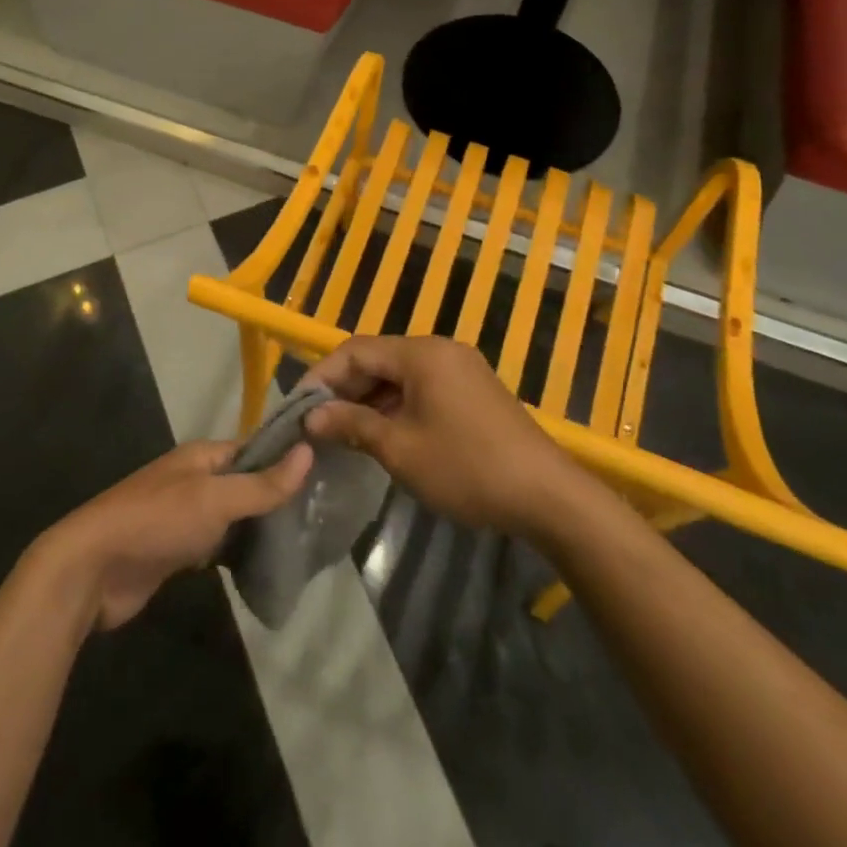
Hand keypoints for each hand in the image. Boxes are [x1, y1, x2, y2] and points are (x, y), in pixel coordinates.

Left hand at [36, 440, 311, 630]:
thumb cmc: (156, 522)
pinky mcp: (177, 551)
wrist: (93, 569)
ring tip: (305, 542)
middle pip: (244, 484)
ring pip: (232, 517)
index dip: (286, 459)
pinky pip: (217, 545)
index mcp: (201, 456)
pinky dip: (238, 553)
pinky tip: (266, 567)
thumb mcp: (214, 499)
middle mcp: (194, 480)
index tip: (326, 473)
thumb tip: (308, 451)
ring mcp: (184, 516)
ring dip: (259, 528)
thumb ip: (261, 483)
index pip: (253, 449)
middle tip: (322, 516)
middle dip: (277, 498)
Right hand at [302, 336, 574, 538]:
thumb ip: (352, 425)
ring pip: (400, 374)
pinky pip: (422, 386)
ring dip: (370, 399)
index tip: (298, 406)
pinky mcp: (474, 389)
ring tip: (343, 432)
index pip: (356, 350)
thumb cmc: (467, 468)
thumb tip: (312, 416)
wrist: (548, 496)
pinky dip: (396, 404)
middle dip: (345, 388)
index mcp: (421, 353)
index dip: (322, 376)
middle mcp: (440, 349)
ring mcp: (461, 368)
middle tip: (317, 422)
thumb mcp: (400, 449)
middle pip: (378, 358)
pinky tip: (383, 433)